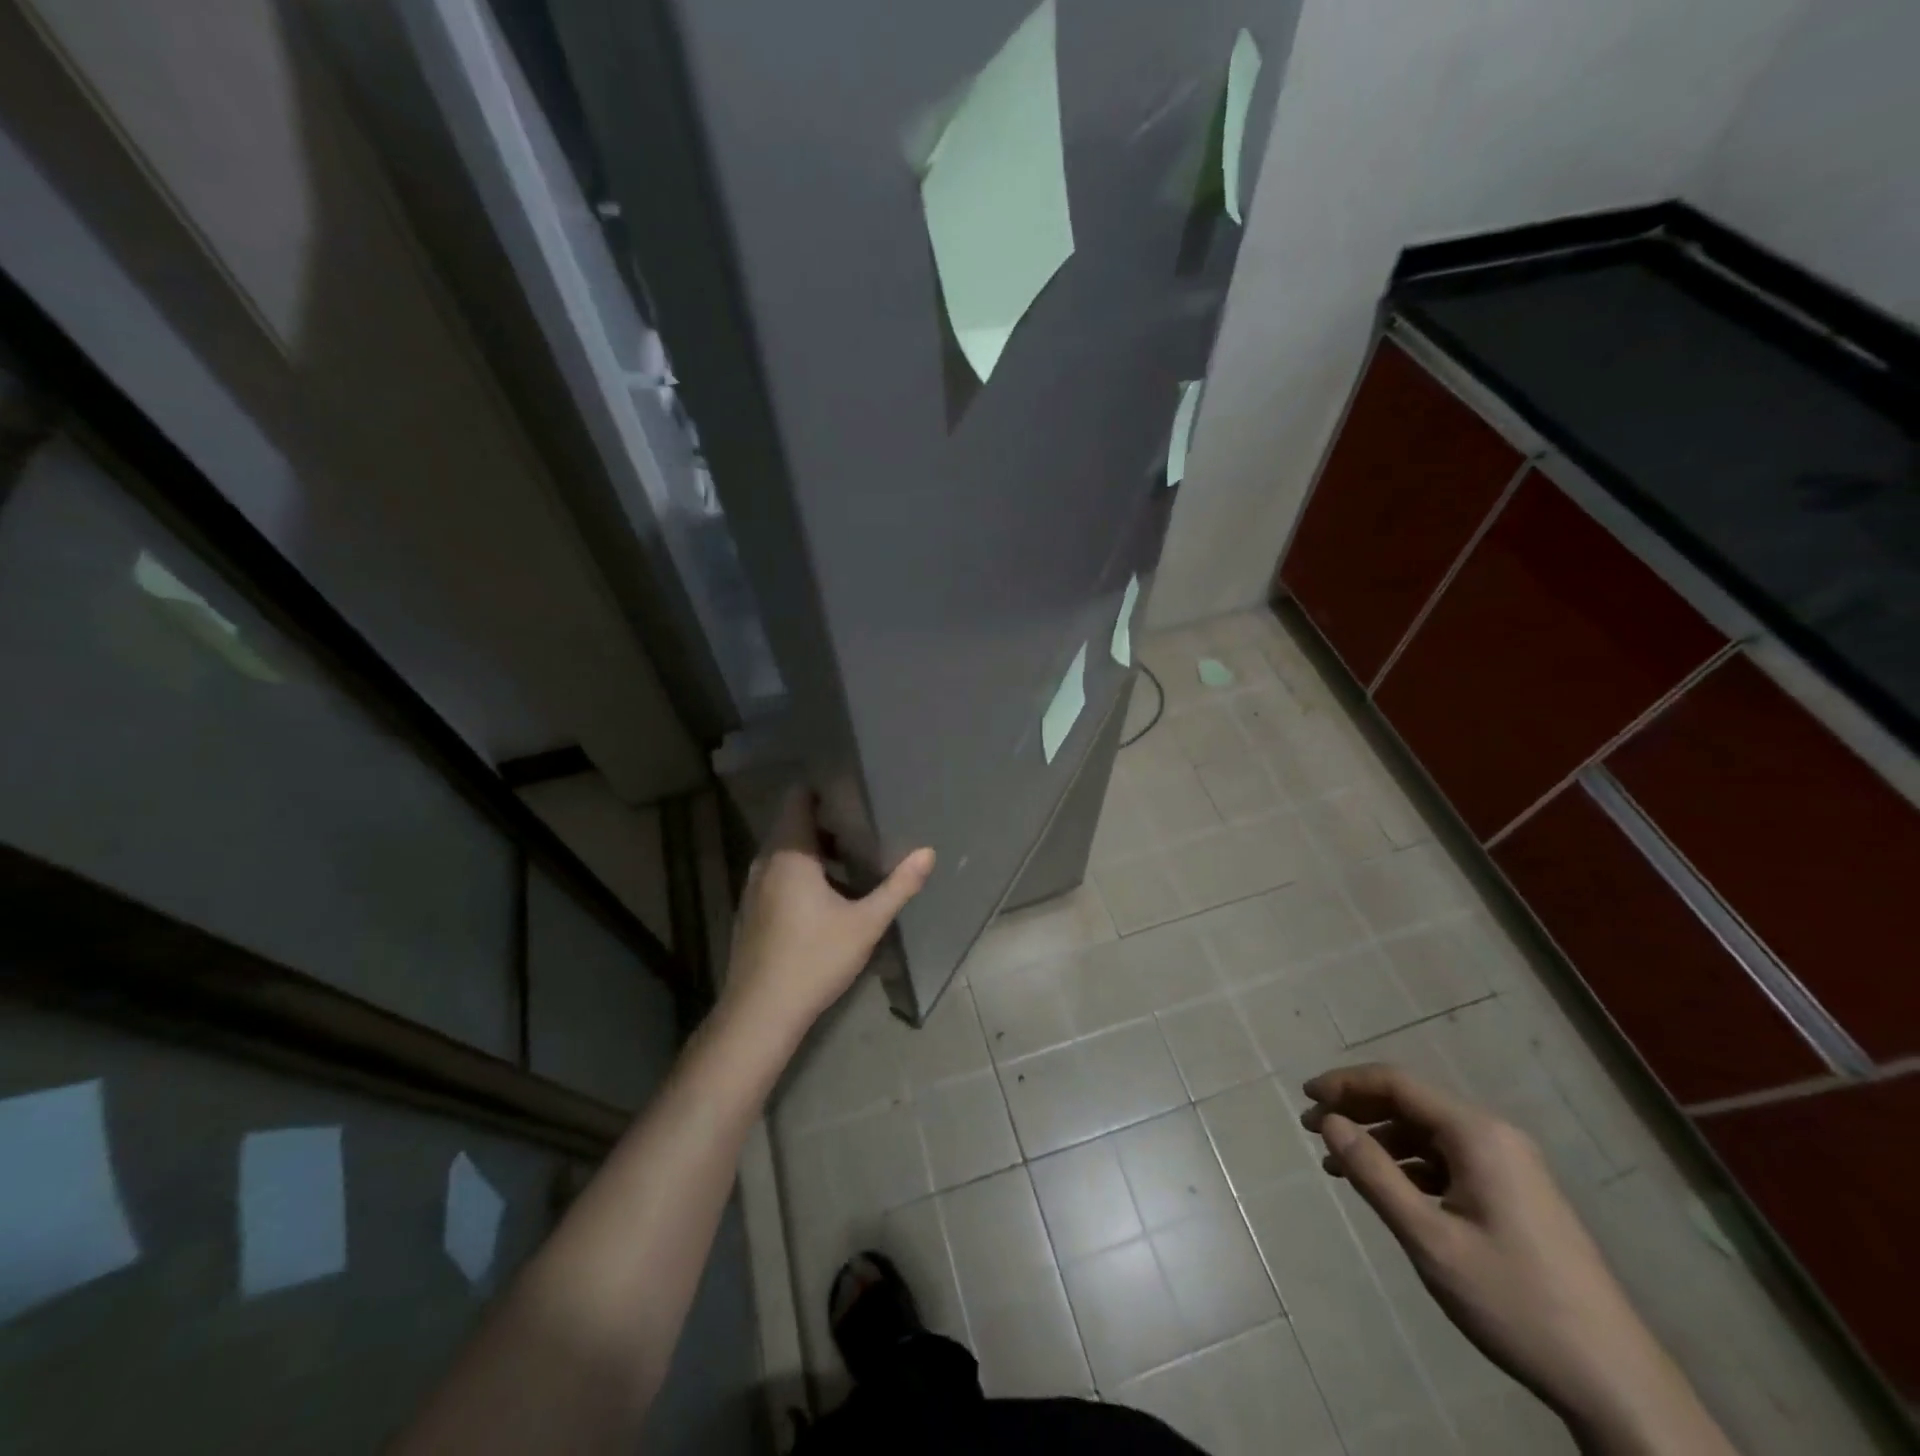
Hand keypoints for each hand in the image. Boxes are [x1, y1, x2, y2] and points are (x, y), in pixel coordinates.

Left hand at [721, 790, 934, 1040]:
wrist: (760, 1014)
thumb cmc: (814, 959)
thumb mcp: (865, 923)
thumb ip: (898, 886)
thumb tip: (927, 852)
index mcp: (789, 854)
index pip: (797, 799)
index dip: (822, 789)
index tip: (852, 790)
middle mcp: (765, 863)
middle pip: (793, 825)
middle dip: (826, 822)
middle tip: (864, 826)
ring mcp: (752, 889)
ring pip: (785, 854)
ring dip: (815, 852)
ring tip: (852, 861)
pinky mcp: (750, 912)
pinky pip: (777, 876)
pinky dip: (800, 875)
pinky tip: (826, 900)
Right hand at [1302, 1064, 1734, 1454]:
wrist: (1616, 1382)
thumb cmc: (1514, 1301)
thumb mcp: (1430, 1238)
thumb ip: (1373, 1173)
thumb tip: (1328, 1122)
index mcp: (1477, 1134)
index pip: (1396, 1083)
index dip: (1344, 1084)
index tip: (1304, 1098)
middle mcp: (1494, 1136)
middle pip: (1411, 1102)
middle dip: (1357, 1110)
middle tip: (1312, 1129)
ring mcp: (1510, 1165)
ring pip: (1427, 1132)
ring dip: (1379, 1139)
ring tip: (1337, 1162)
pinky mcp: (1515, 1194)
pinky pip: (1448, 1159)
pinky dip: (1408, 1164)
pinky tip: (1385, 1188)